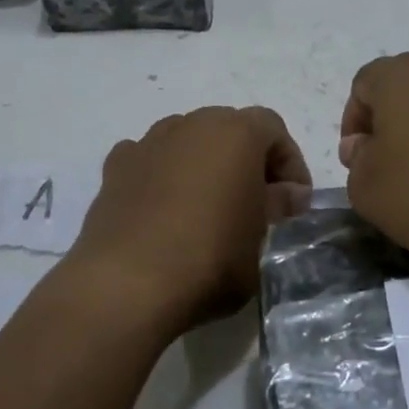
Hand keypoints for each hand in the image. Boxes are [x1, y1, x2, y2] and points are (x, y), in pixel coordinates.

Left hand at [65, 106, 311, 339]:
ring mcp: (148, 143)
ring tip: (208, 206)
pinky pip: (150, 160)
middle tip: (256, 202)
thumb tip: (288, 192)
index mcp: (235, 133)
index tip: (294, 202)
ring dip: (203, 164)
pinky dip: (163, 175)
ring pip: (187, 141)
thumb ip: (275, 207)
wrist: (126, 284)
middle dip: (247, 159)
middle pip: (228, 129)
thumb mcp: (260, 239)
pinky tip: (164, 210)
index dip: (290, 163)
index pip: (273, 129)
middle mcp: (191, 125)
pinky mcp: (115, 168)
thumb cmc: (210, 259)